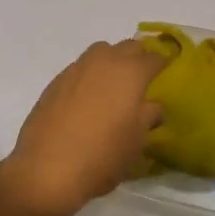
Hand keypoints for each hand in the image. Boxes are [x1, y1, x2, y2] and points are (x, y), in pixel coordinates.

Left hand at [0, 41, 164, 215]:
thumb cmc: (102, 156)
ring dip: (111, 61)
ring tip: (114, 86)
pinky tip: (88, 99)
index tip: (168, 71)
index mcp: (130, 73)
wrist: (46, 169)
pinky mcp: (55, 82)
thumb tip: (152, 106)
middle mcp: (104, 62)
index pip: (154, 58)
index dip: (163, 64)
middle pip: (127, 46)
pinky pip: (80, 68)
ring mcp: (76, 69)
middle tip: (142, 79)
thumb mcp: (136, 141)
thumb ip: (148, 116)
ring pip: (101, 52)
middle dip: (138, 57)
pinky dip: (90, 76)